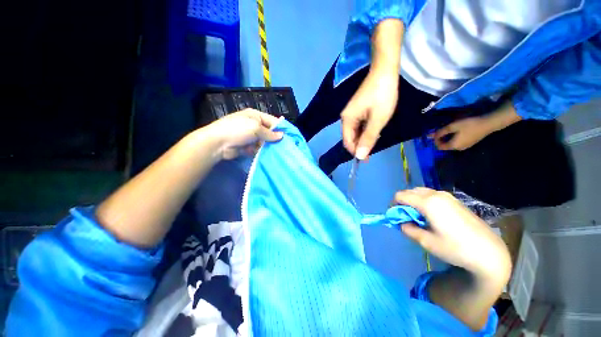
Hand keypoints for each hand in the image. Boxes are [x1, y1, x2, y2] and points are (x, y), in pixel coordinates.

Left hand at [205, 109, 282, 159]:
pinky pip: (257, 148)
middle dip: (274, 139)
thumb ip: (270, 133)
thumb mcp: (255, 128)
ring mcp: (249, 136)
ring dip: (267, 146)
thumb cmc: (237, 130)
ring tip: (274, 152)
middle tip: (282, 146)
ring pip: (264, 141)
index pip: (272, 120)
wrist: (217, 143)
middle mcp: (253, 125)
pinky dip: (260, 151)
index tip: (288, 137)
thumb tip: (282, 136)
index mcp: (255, 116)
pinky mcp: (246, 146)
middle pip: (268, 132)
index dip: (280, 128)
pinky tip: (263, 154)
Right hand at [341, 69, 398, 159]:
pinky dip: (366, 130)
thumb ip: (368, 138)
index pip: (347, 142)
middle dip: (361, 145)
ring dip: (364, 138)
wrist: (385, 71)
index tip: (367, 159)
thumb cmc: (382, 95)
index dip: (355, 151)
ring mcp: (351, 113)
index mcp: (347, 120)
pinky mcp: (358, 109)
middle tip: (374, 149)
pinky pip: (359, 125)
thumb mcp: (377, 120)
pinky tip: (375, 130)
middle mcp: (346, 118)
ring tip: (377, 139)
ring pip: (355, 132)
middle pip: (350, 137)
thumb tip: (360, 156)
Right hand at [394, 188, 510, 282]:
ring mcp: (447, 196)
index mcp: (427, 203)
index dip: (393, 205)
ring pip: (421, 192)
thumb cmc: (456, 248)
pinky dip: (424, 201)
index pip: (400, 196)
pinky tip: (432, 216)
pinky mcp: (455, 200)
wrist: (489, 252)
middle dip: (403, 202)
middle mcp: (436, 195)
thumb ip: (408, 229)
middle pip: (410, 191)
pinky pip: (432, 195)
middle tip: (406, 218)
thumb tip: (401, 222)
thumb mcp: (426, 242)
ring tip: (418, 217)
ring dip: (414, 201)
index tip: (395, 216)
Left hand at [431, 117, 492, 150]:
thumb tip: (429, 136)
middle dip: (441, 139)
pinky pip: (458, 142)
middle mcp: (459, 149)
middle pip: (445, 146)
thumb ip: (441, 132)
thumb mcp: (452, 126)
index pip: (439, 147)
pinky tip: (456, 131)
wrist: (489, 123)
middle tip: (441, 130)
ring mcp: (466, 147)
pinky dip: (454, 138)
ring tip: (448, 130)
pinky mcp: (471, 143)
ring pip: (452, 144)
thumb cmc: (469, 125)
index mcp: (453, 146)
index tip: (436, 132)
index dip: (435, 140)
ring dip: (447, 138)